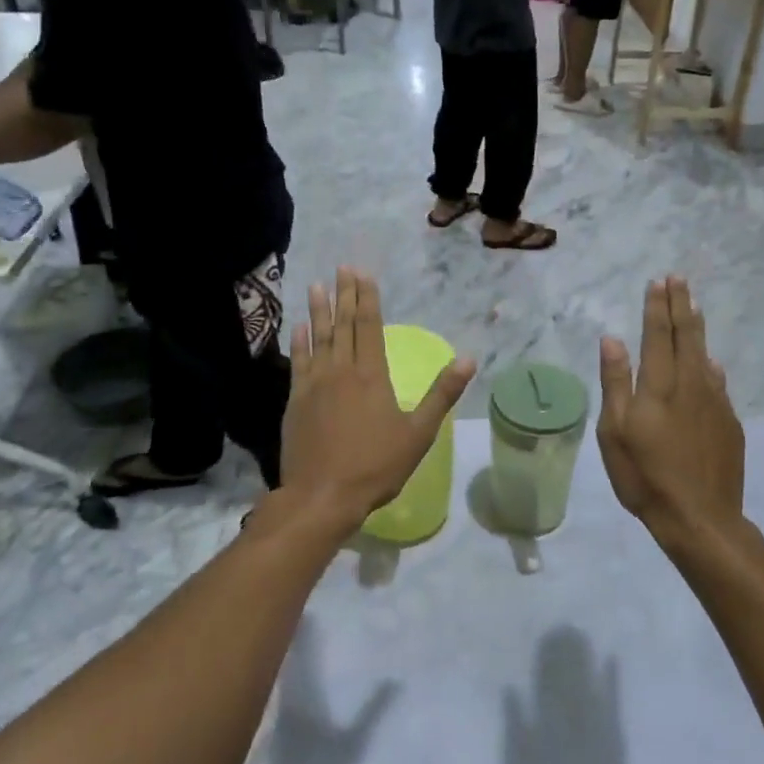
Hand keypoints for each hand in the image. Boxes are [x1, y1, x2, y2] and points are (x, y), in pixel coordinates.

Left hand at [282, 268, 475, 532]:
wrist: (322, 495)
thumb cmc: (376, 466)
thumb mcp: (419, 433)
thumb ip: (442, 394)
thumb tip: (468, 359)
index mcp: (372, 375)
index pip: (369, 326)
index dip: (367, 298)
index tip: (362, 273)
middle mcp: (341, 371)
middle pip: (344, 325)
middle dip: (344, 295)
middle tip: (342, 268)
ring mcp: (314, 385)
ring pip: (318, 338)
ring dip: (319, 311)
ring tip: (317, 285)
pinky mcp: (295, 401)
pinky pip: (298, 362)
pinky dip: (299, 342)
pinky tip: (299, 328)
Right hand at [597, 278, 746, 552]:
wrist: (700, 517)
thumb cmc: (645, 476)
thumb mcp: (614, 432)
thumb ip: (616, 383)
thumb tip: (612, 339)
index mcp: (660, 385)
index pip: (658, 334)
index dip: (657, 306)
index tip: (659, 281)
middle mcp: (691, 384)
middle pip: (687, 336)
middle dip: (681, 305)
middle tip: (680, 280)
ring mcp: (715, 403)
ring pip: (706, 355)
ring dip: (697, 328)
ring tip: (694, 308)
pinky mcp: (729, 423)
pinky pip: (718, 382)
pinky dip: (712, 365)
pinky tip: (712, 363)